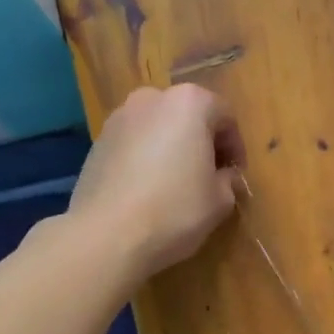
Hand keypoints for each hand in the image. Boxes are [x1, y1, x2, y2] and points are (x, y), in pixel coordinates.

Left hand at [70, 85, 243, 278]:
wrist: (107, 235)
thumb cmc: (175, 210)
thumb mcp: (219, 200)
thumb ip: (229, 180)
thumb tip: (225, 177)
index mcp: (189, 103)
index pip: (225, 115)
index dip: (236, 147)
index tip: (236, 174)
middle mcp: (152, 99)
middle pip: (188, 115)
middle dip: (202, 142)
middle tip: (209, 176)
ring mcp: (119, 118)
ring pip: (158, 127)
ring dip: (172, 148)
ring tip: (177, 183)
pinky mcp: (97, 142)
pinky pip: (134, 144)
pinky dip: (146, 158)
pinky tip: (148, 190)